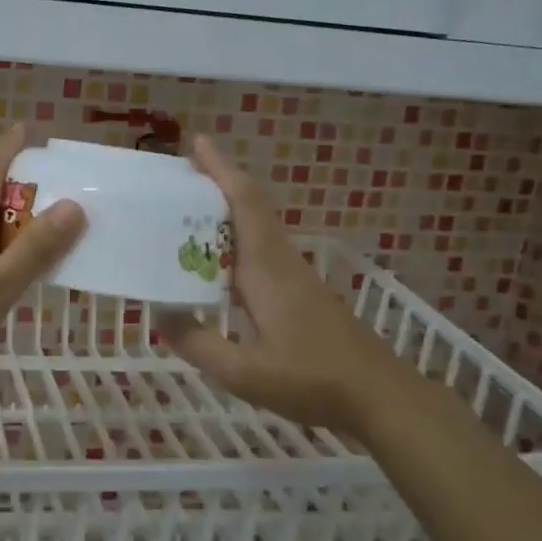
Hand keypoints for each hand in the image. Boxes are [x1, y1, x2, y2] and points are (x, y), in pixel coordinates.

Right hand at [158, 137, 407, 437]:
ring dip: (228, 210)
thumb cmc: (314, 381)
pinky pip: (263, 249)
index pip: (245, 205)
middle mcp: (282, 262)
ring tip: (188, 212)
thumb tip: (160, 316)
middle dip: (220, 183)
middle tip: (180, 175)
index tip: (198, 143)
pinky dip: (237, 238)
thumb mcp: (246, 373)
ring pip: (259, 227)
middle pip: (252, 207)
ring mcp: (296, 277)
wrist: (381, 397)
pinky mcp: (302, 293)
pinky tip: (219, 262)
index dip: (222, 171)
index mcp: (267, 270)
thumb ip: (199, 344)